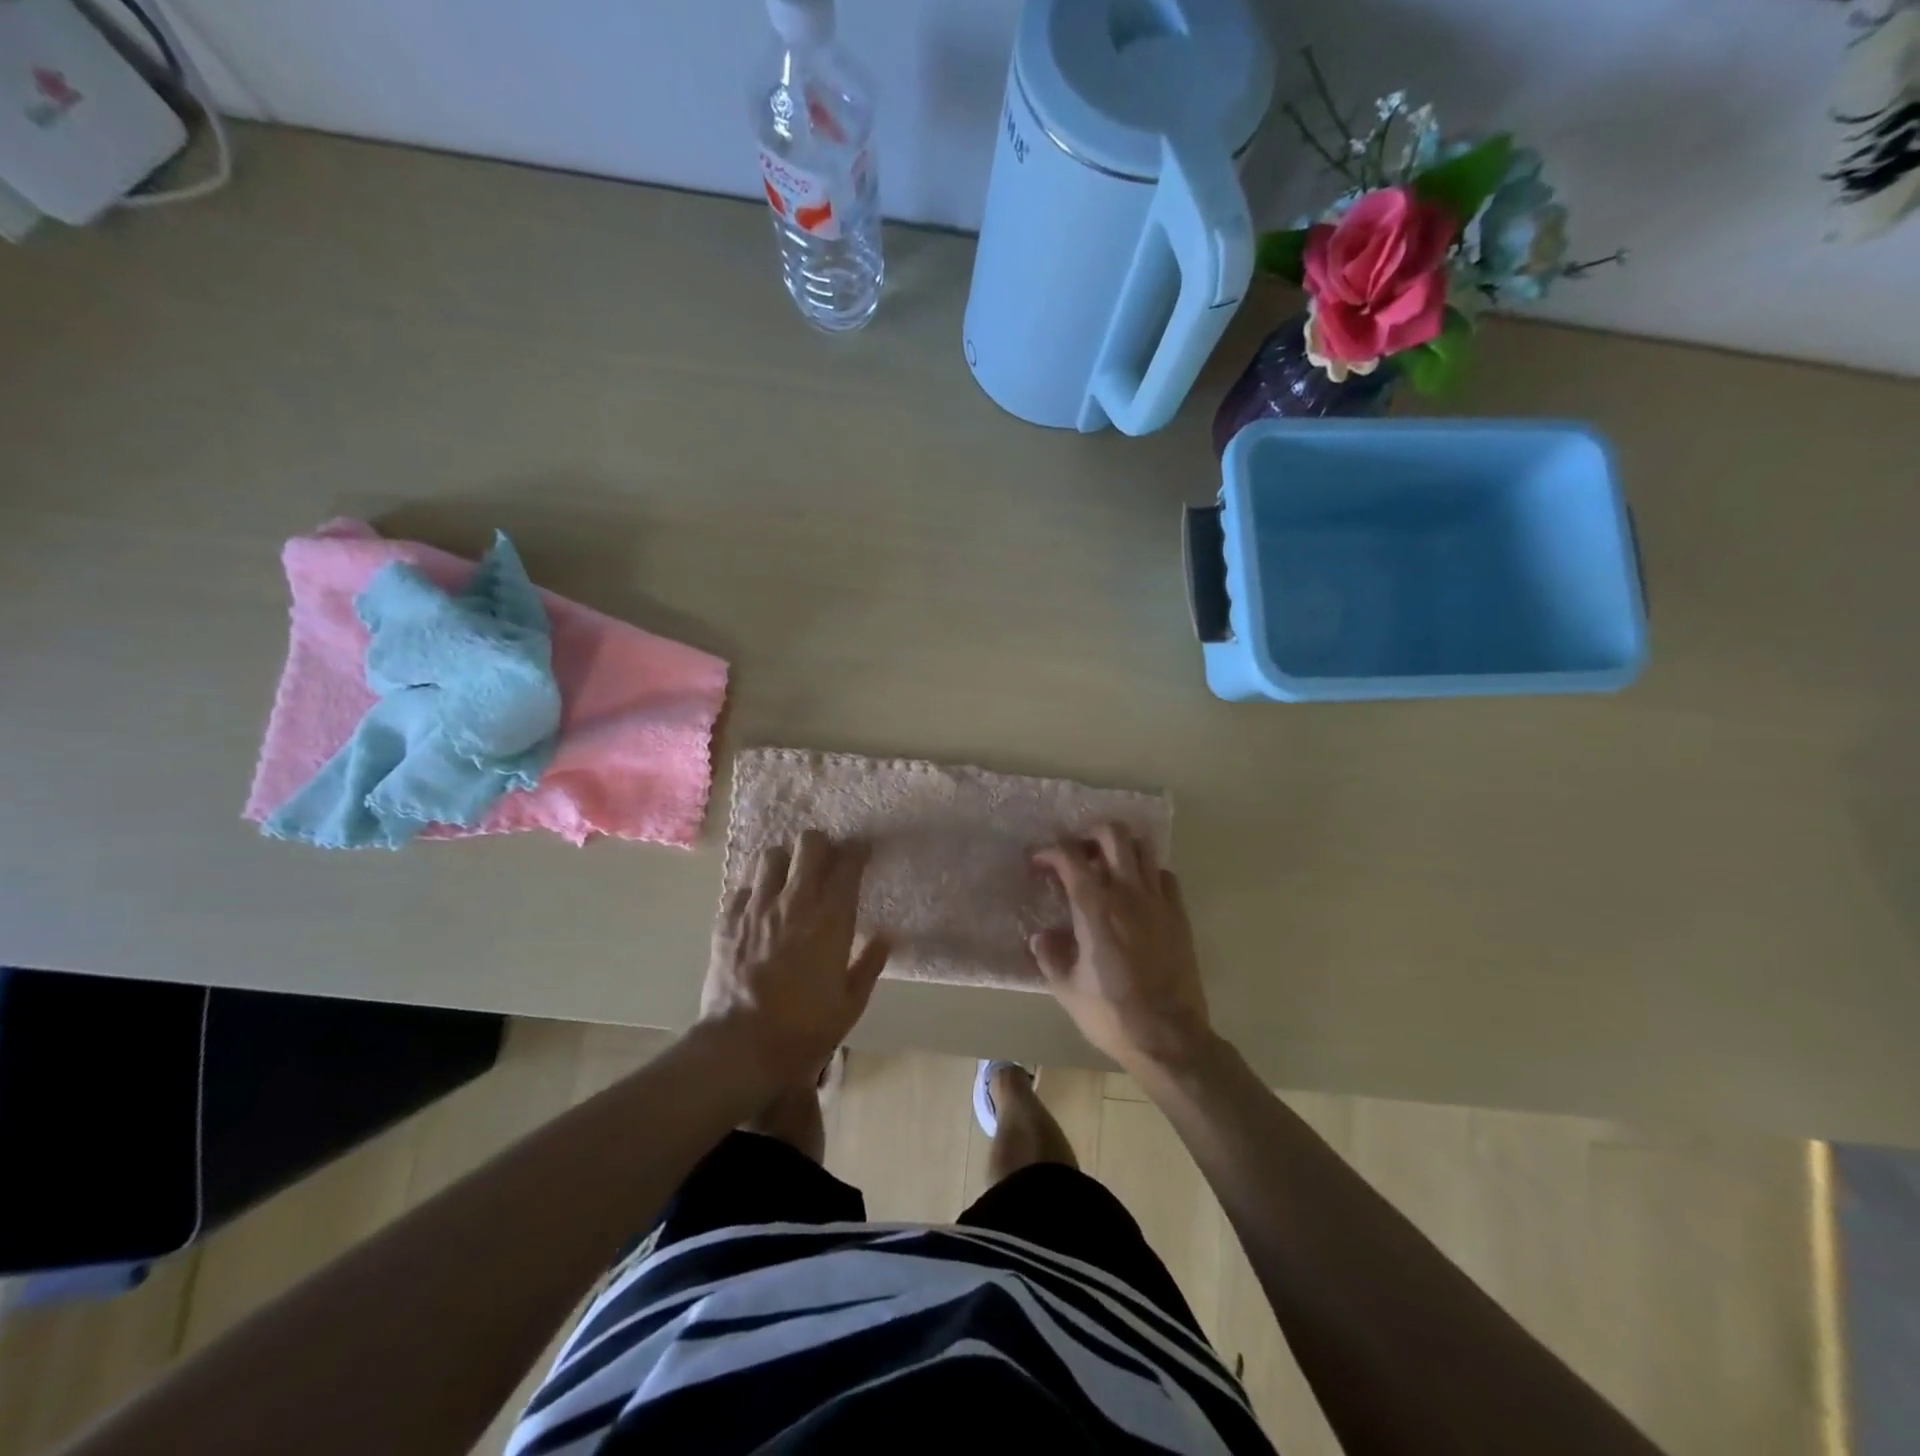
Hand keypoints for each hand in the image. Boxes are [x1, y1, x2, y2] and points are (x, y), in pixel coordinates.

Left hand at [701, 830, 889, 1094]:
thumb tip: (886, 936)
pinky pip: (742, 886)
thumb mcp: (850, 1004)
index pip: (848, 865)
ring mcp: (756, 908)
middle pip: (809, 844)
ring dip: (785, 861)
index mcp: (830, 920)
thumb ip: (870, 964)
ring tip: (790, 878)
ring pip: (771, 855)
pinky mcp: (727, 921)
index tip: (862, 853)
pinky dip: (755, 888)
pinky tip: (760, 905)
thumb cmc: (804, 1029)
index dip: (858, 851)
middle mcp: (794, 903)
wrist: (741, 1047)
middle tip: (826, 862)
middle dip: (822, 845)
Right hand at [1031, 824, 1212, 1074]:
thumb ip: (1050, 956)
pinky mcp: (1179, 915)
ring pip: (1143, 847)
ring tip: (1107, 867)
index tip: (1039, 862)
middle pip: (1112, 834)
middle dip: (1089, 835)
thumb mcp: (1067, 989)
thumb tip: (1042, 936)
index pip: (1070, 856)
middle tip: (1077, 855)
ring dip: (1121, 848)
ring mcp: (1158, 901)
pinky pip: (1164, 875)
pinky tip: (1137, 892)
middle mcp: (1128, 893)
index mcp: (1095, 907)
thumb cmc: (1112, 1014)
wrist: (1169, 1038)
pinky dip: (1148, 873)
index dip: (1050, 851)